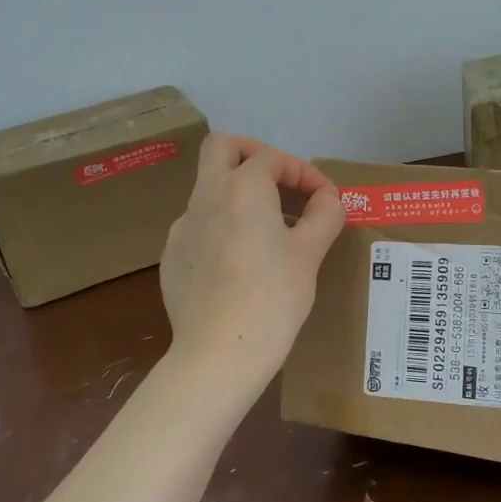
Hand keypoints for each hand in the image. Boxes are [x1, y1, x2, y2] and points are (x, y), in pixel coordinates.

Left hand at [160, 134, 344, 375]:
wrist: (218, 353)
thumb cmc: (272, 297)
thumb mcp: (310, 253)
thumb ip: (324, 215)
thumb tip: (327, 199)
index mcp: (241, 188)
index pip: (273, 159)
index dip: (305, 172)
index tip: (325, 200)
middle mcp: (205, 198)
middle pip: (220, 148)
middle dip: (252, 154)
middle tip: (278, 181)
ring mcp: (182, 228)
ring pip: (208, 190)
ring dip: (239, 195)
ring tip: (269, 232)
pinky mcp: (173, 258)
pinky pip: (199, 227)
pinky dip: (223, 228)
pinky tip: (241, 265)